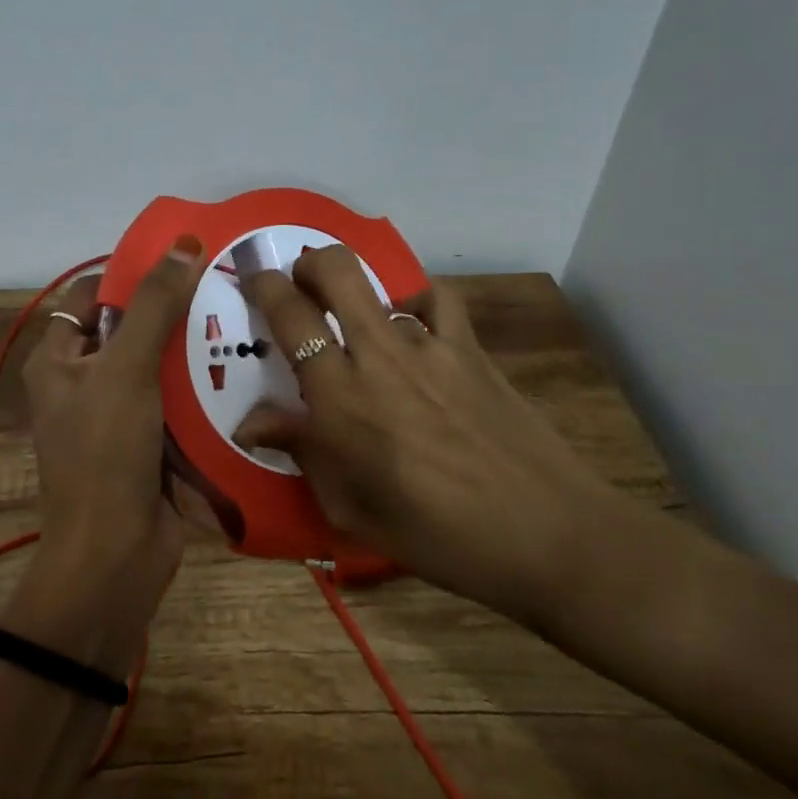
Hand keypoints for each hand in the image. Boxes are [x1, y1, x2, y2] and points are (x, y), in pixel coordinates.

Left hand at [10, 238, 206, 669]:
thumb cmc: (105, 453)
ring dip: (190, 349)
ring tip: (241, 318)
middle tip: (223, 284)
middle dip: (170, 310)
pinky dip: (199, 387)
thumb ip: (154, 306)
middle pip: (128, 329)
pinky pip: (174, 402)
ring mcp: (116, 415)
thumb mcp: (125, 369)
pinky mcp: (147, 443)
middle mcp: (82, 382)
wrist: (115, 558)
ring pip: (156, 366)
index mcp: (57, 360)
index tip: (181, 257)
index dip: (130, 273)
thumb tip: (183, 243)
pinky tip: (241, 368)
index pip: (90, 295)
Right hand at [237, 245, 617, 621]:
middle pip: (335, 271)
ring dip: (359, 295)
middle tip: (299, 284)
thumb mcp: (351, 509)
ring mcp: (430, 346)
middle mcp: (379, 356)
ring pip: (383, 285)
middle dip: (308, 263)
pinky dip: (416, 304)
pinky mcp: (471, 349)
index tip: (254, 280)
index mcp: (339, 397)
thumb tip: (251, 423)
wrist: (546, 534)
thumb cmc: (436, 535)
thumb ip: (300, 452)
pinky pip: (437, 303)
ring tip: (358, 324)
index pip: (289, 316)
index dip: (264, 286)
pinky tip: (415, 328)